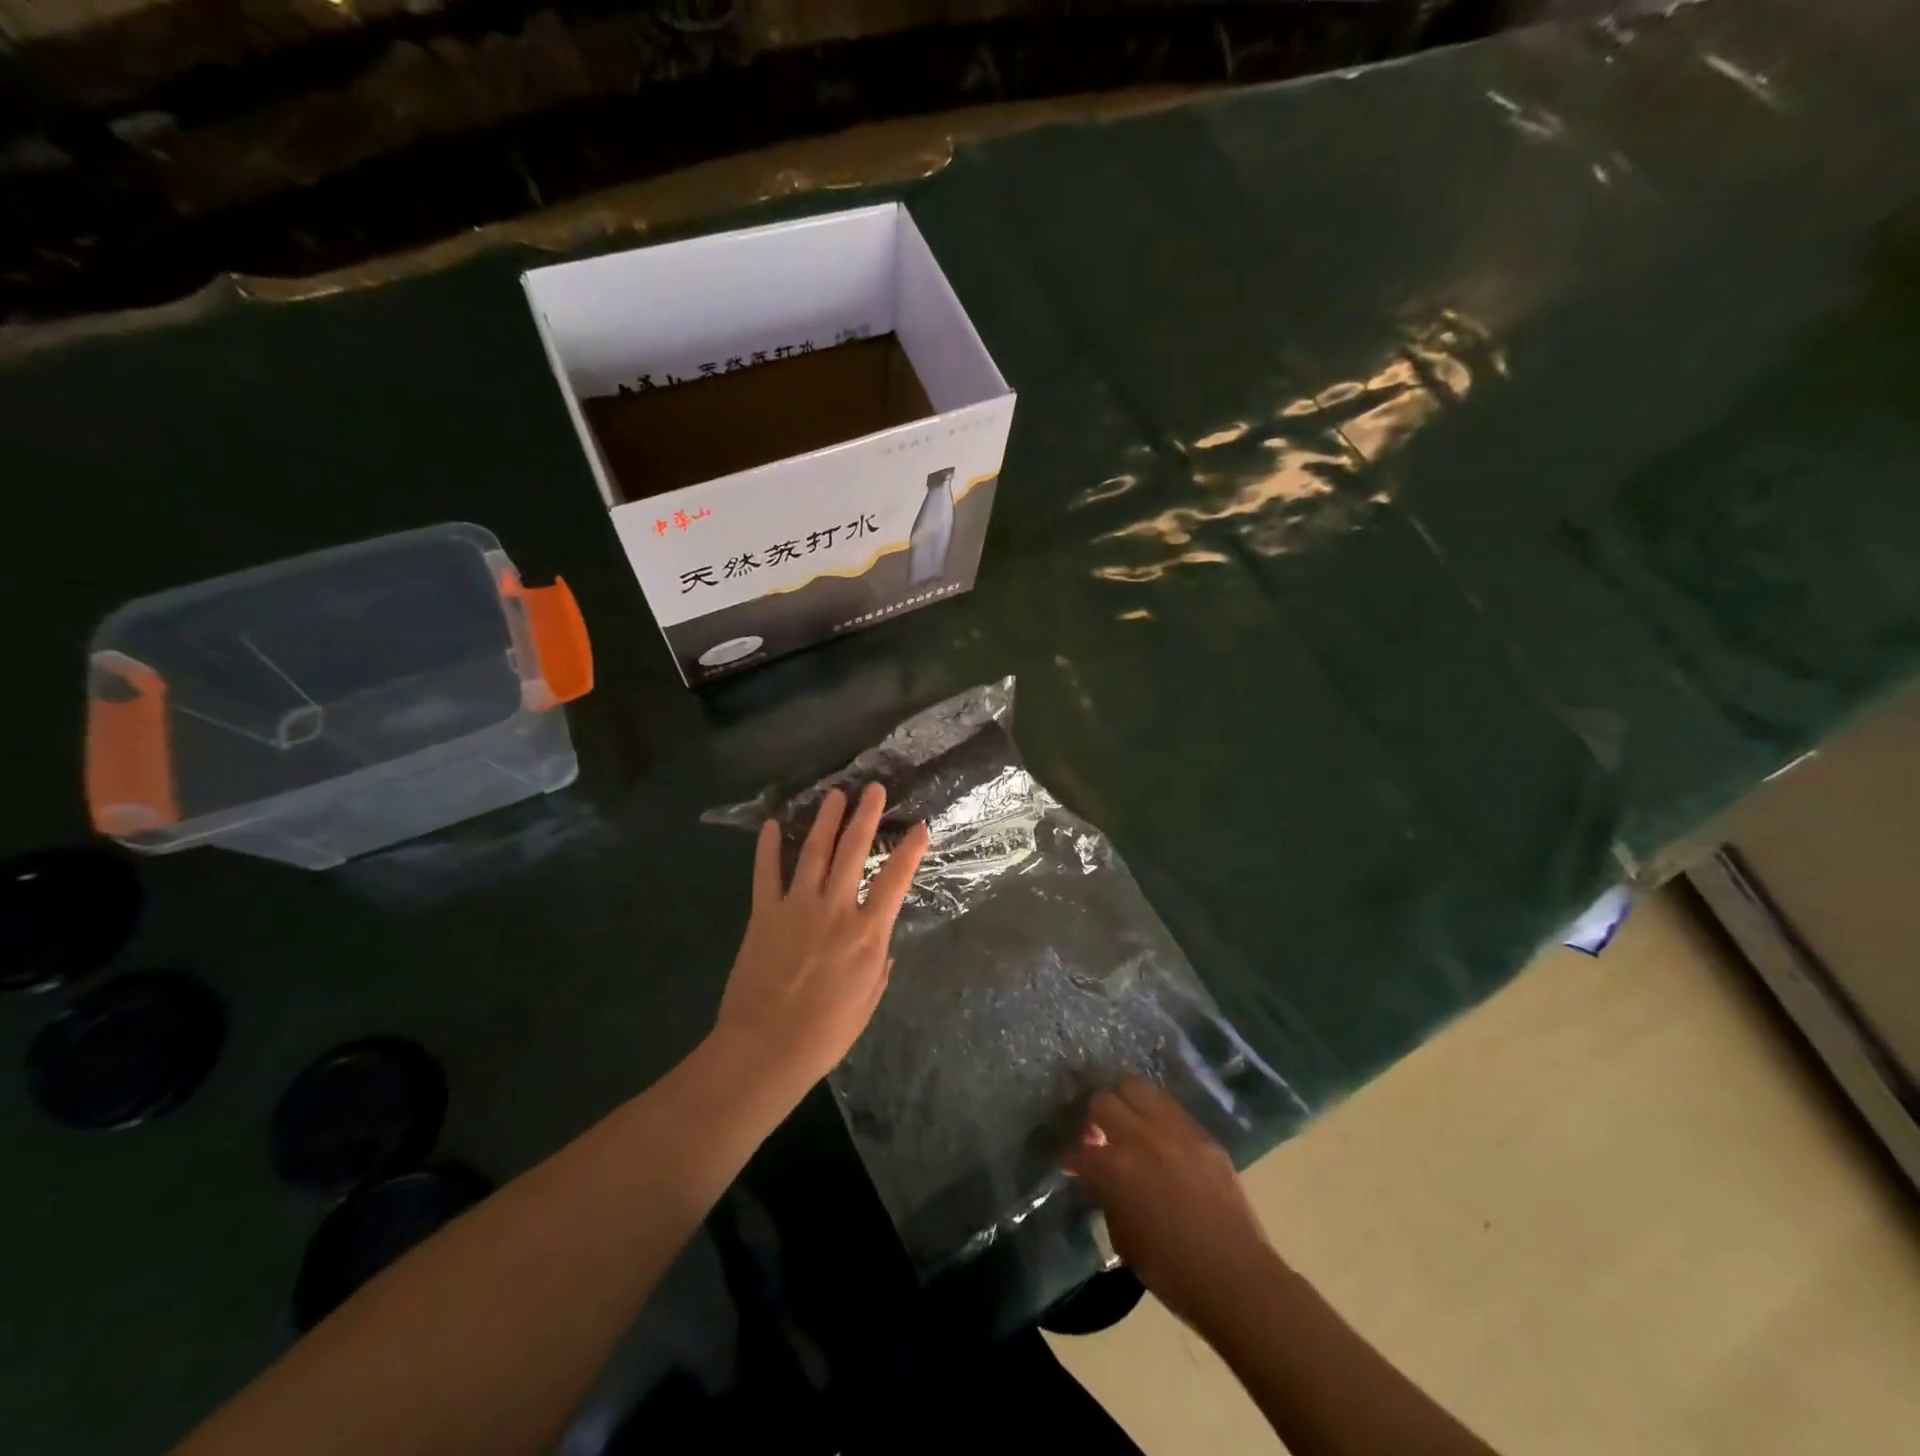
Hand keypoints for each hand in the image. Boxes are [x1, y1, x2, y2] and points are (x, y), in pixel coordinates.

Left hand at [713, 784, 929, 1095]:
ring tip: (835, 795)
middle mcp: (835, 909)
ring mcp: (797, 907)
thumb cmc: (825, 1033)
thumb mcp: (868, 1002)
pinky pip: (766, 873)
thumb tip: (881, 944)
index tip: (920, 827)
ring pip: (813, 852)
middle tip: (872, 789)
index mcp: (867, 933)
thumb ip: (879, 966)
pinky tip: (771, 824)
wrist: (765, 1049)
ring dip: (826, 821)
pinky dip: (767, 848)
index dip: (910, 850)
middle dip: (865, 817)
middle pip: (854, 852)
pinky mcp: (764, 914)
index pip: (895, 880)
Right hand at [1066, 1079, 1275, 1324]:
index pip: (1079, 1148)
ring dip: (1125, 1103)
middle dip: (1094, 1117)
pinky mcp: (1202, 1133)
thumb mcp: (1123, 1239)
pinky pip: (1170, 1107)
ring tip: (1127, 1124)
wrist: (1236, 1278)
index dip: (1071, 1156)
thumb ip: (1107, 1198)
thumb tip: (1101, 1178)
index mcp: (1116, 1168)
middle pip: (1103, 1101)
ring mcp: (1175, 1130)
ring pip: (1137, 1087)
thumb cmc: (1172, 1272)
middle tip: (1098, 1137)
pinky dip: (1156, 1115)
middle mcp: (1142, 1138)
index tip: (1072, 1163)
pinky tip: (1158, 1136)